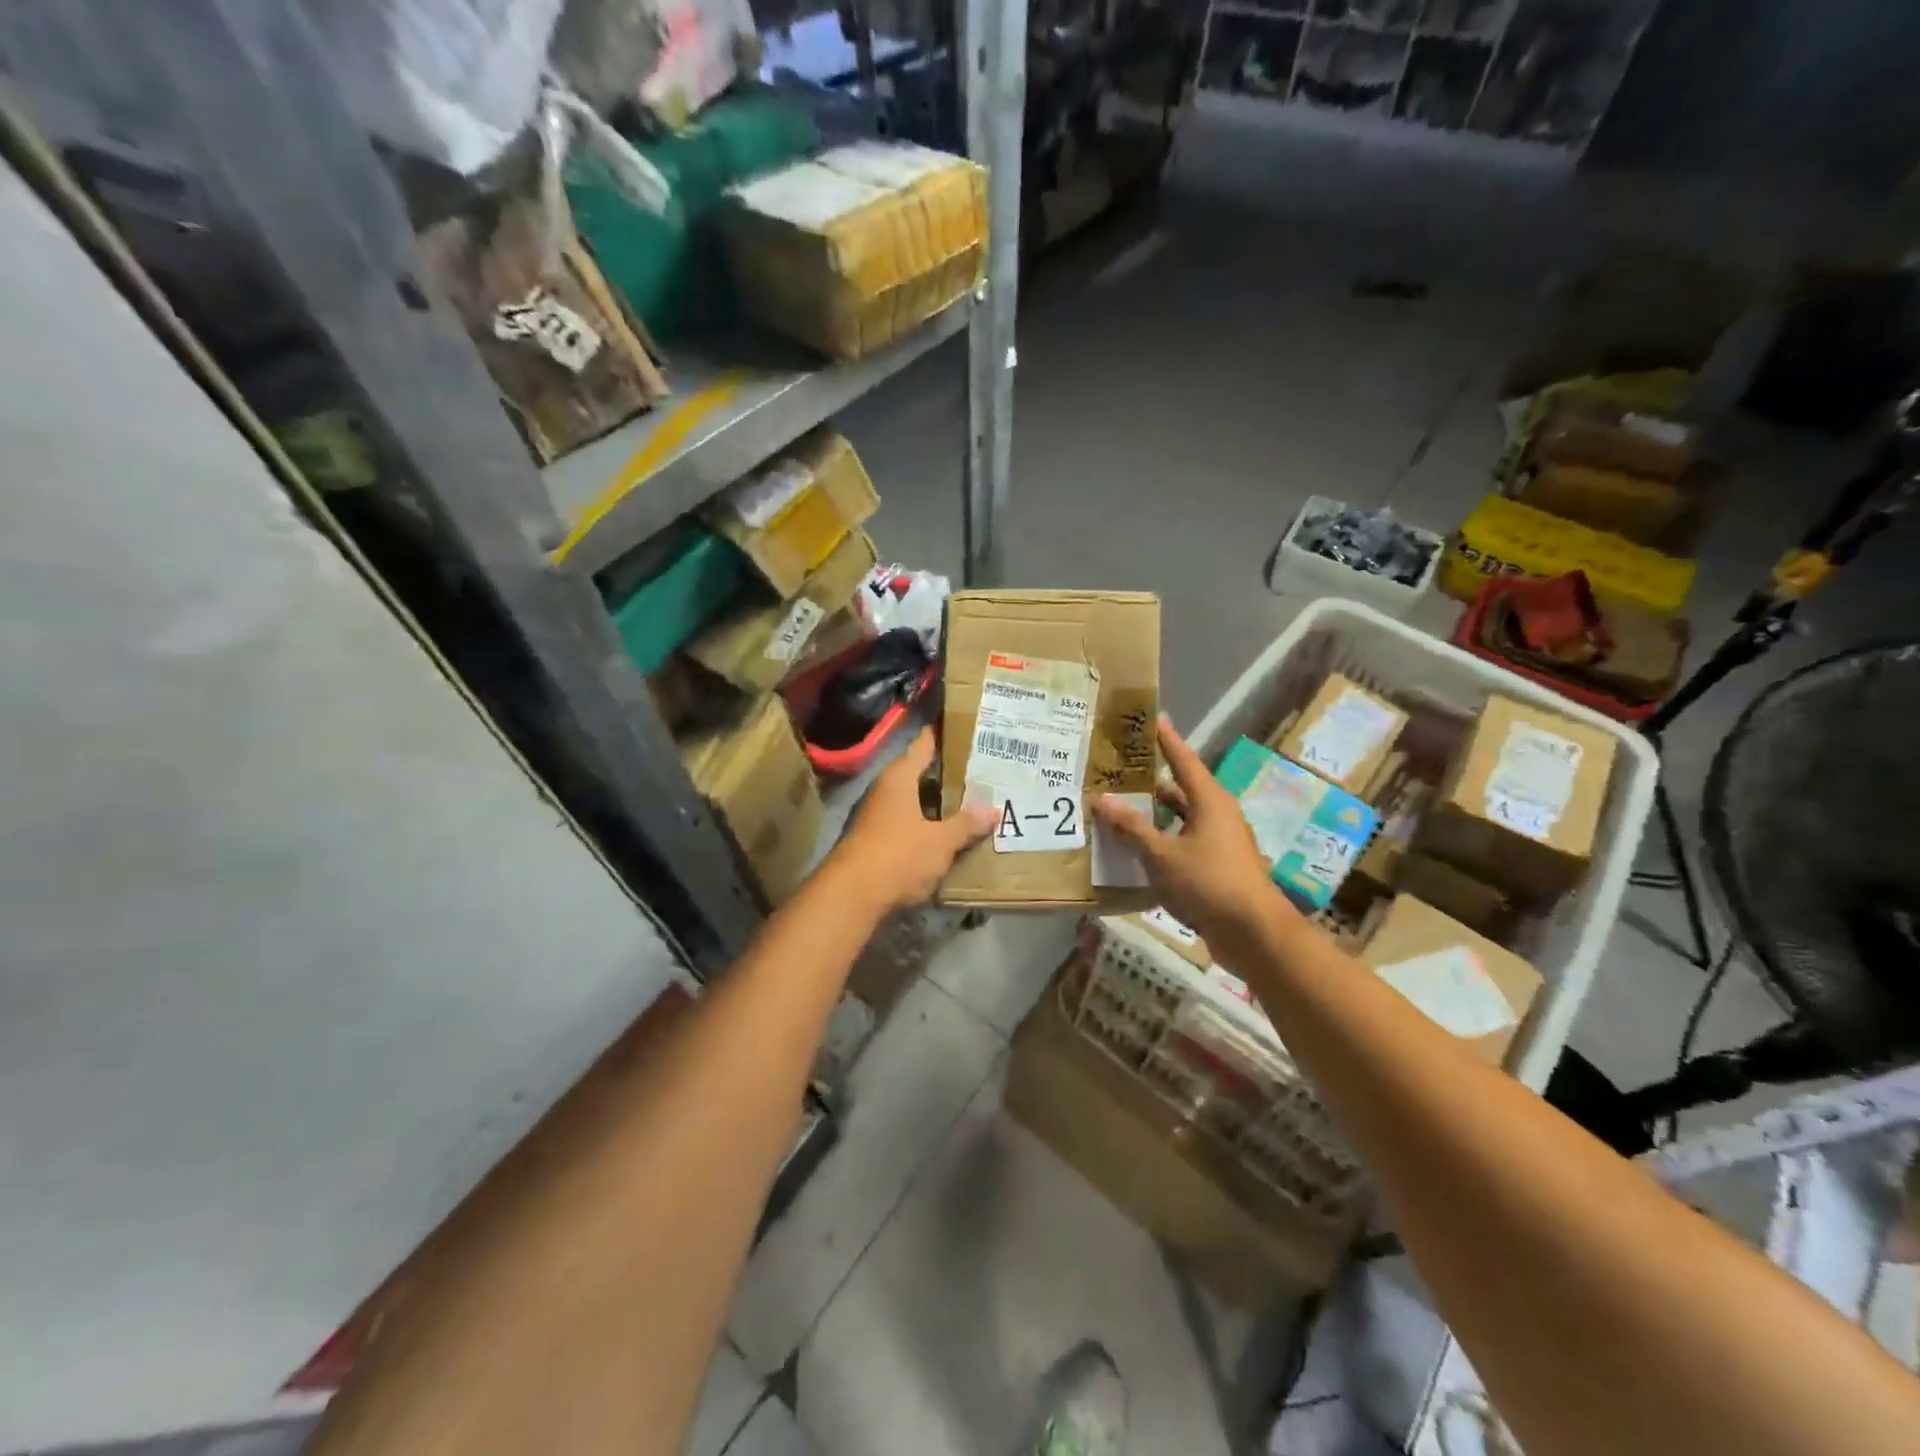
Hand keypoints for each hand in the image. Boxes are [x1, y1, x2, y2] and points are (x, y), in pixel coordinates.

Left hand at [830, 728, 996, 912]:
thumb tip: (994, 810)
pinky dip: (928, 824)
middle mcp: (885, 790)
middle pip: (920, 773)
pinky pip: (909, 824)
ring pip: (915, 801)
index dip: (943, 734)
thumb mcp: (941, 841)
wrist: (851, 897)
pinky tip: (949, 833)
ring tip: (973, 801)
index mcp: (899, 777)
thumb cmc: (898, 856)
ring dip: (939, 803)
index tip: (967, 726)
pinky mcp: (876, 841)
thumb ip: (967, 824)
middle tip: (984, 769)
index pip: (924, 744)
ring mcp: (877, 816)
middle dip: (949, 774)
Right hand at [1092, 715, 1293, 951]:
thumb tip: (1103, 799)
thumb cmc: (1209, 883)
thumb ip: (1131, 827)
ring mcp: (1221, 842)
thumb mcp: (1161, 855)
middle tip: (1120, 770)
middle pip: (1181, 789)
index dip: (1166, 739)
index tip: (1153, 718)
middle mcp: (1218, 815)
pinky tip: (1138, 850)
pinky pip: (1185, 842)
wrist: (1254, 933)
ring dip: (1155, 815)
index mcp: (1209, 801)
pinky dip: (1163, 840)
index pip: (1184, 759)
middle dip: (1151, 781)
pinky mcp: (1219, 866)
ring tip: (1120, 810)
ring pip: (1182, 819)